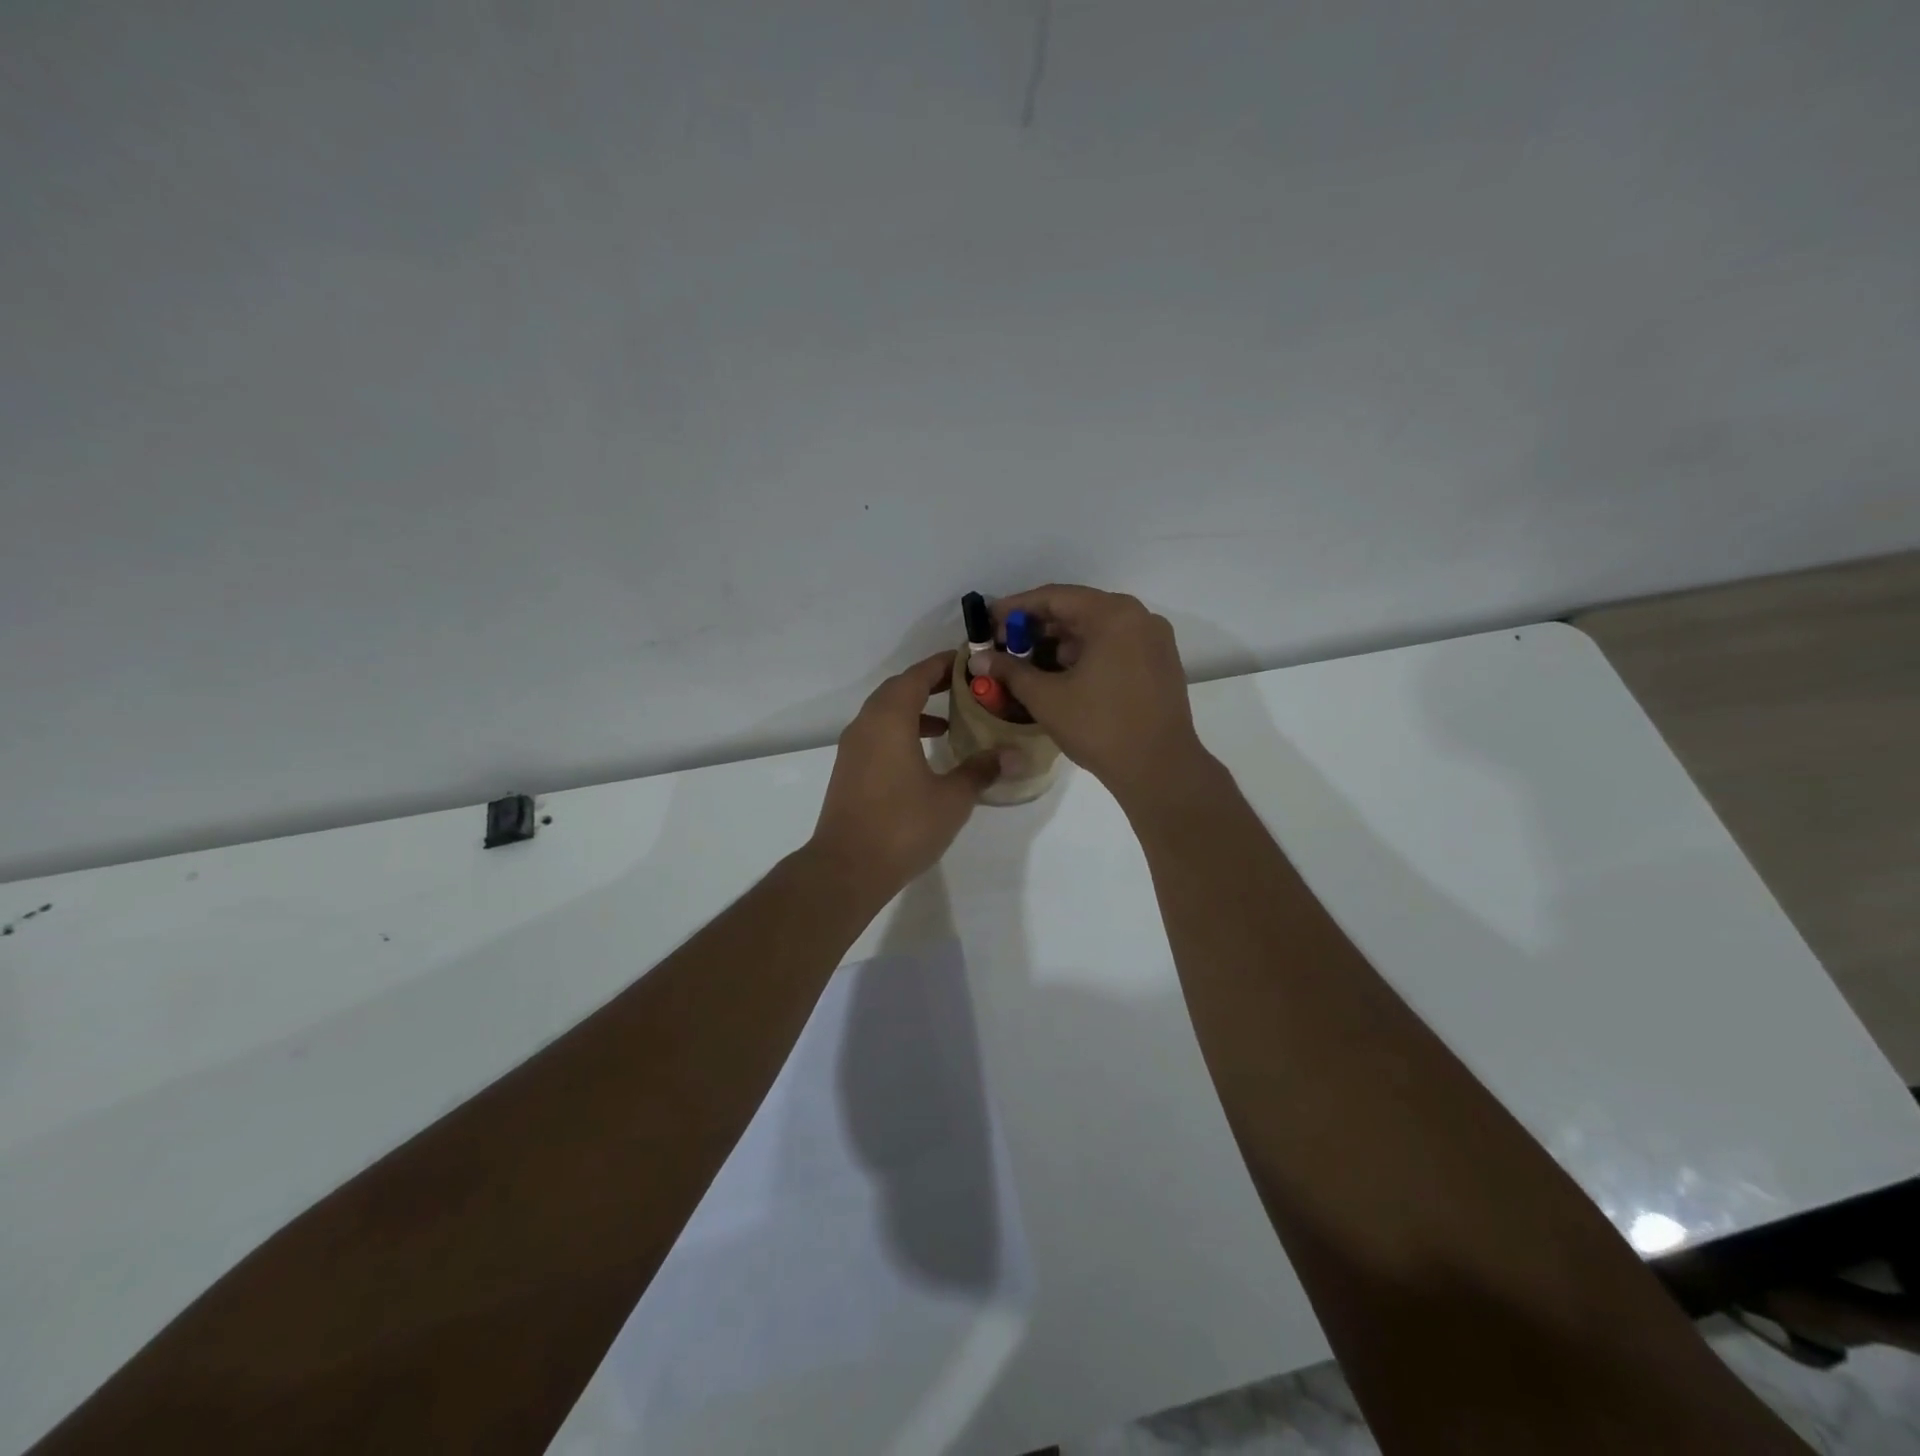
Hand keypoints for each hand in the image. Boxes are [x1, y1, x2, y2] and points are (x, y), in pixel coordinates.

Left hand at [812, 651, 1003, 893]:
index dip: (942, 665)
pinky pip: (877, 734)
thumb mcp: (952, 798)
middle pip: (898, 690)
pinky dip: (901, 731)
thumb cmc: (903, 826)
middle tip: (963, 687)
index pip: (917, 676)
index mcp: (889, 720)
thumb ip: (981, 770)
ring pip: (885, 713)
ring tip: (949, 721)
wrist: (847, 868)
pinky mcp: (849, 770)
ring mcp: (853, 748)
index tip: (968, 660)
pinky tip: (924, 754)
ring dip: (914, 709)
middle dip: (929, 684)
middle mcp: (866, 725)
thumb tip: (1014, 754)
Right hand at [987, 585, 1210, 806]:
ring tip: (1029, 661)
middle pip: (1078, 609)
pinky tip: (1063, 674)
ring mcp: (1154, 640)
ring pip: (1098, 628)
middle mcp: (1139, 617)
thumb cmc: (1100, 727)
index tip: (989, 622)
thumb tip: (978, 658)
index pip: (1055, 597)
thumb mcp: (1047, 698)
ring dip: (1062, 641)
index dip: (1016, 608)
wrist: (1160, 769)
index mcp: (1113, 615)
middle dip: (1039, 626)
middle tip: (1005, 644)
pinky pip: (1116, 645)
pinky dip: (1087, 652)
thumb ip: (1011, 671)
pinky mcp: (1161, 663)